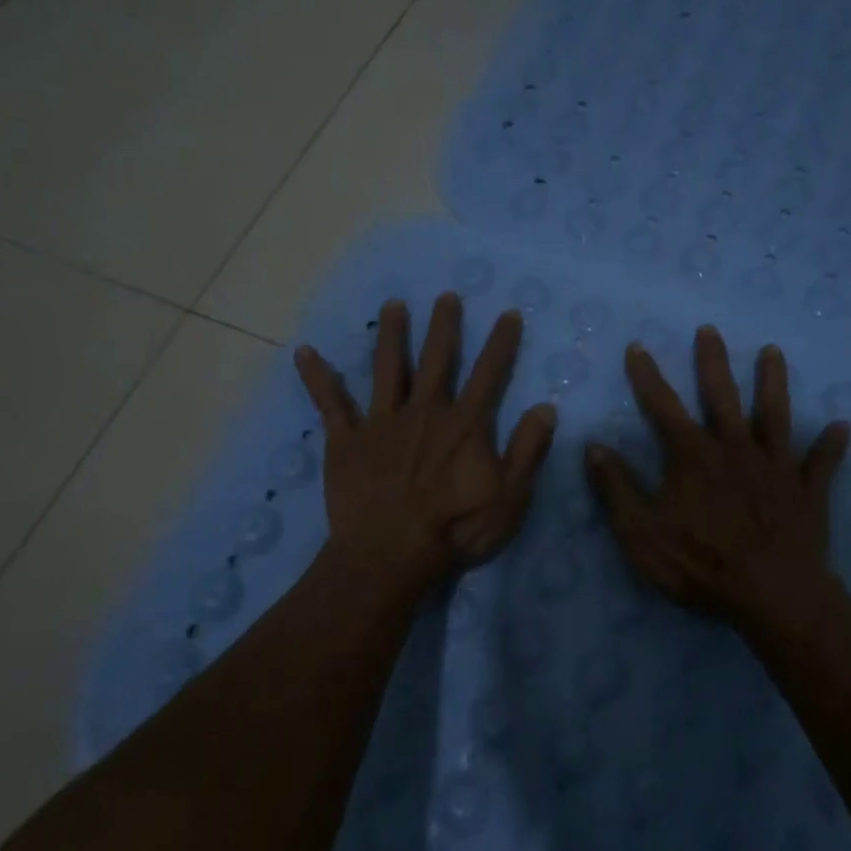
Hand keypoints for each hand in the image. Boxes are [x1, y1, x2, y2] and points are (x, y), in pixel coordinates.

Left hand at [295, 293, 557, 597]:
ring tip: (393, 304)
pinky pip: (330, 404)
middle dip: (444, 326)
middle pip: (437, 359)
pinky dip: (317, 378)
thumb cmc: (456, 529)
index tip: (508, 313)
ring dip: (392, 335)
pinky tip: (304, 352)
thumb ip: (528, 450)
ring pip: (388, 369)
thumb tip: (546, 407)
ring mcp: (381, 423)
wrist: (390, 554)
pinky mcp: (346, 441)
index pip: (489, 374)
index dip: (502, 342)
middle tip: (446, 296)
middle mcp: (424, 412)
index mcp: (465, 425)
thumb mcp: (510, 496)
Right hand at [585, 326, 850, 643]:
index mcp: (693, 456)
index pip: (663, 406)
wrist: (772, 595)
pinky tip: (842, 427)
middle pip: (722, 396)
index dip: (647, 376)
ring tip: (772, 352)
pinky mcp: (806, 490)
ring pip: (774, 414)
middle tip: (710, 330)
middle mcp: (735, 448)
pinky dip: (831, 445)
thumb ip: (616, 488)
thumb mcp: (640, 532)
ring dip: (773, 382)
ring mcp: (775, 467)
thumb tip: (594, 447)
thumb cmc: (700, 564)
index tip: (638, 347)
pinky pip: (821, 463)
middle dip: (712, 362)